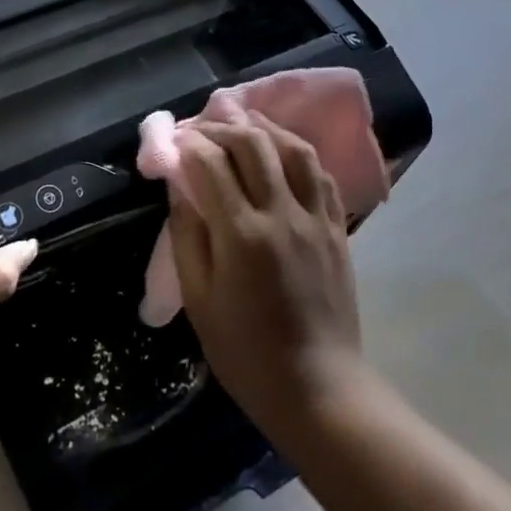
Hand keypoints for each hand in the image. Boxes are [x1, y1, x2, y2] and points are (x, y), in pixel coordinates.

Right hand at [167, 115, 366, 437]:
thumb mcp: (199, 299)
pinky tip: (282, 151)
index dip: (189, 143)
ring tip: (242, 122)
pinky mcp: (338, 228)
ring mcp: (316, 218)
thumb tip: (180, 187)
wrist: (318, 387)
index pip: (211, 163)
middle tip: (201, 128)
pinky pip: (321, 174)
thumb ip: (188, 236)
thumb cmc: (245, 351)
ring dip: (264, 128)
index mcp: (242, 234)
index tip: (173, 139)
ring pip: (294, 149)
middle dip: (221, 126)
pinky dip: (297, 152)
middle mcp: (282, 214)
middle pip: (253, 144)